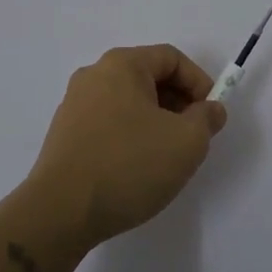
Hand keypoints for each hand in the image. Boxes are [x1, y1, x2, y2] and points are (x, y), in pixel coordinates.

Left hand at [26, 44, 226, 248]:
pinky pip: (108, 124)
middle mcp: (94, 75)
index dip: (199, 82)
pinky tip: (136, 169)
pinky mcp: (64, 135)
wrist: (60, 213)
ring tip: (166, 157)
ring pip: (128, 102)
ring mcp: (74, 105)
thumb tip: (210, 109)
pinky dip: (130, 136)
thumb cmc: (129, 165)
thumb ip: (207, 119)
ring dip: (155, 122)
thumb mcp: (186, 142)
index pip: (171, 58)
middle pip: (148, 78)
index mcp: (122, 65)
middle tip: (192, 136)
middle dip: (178, 103)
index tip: (211, 115)